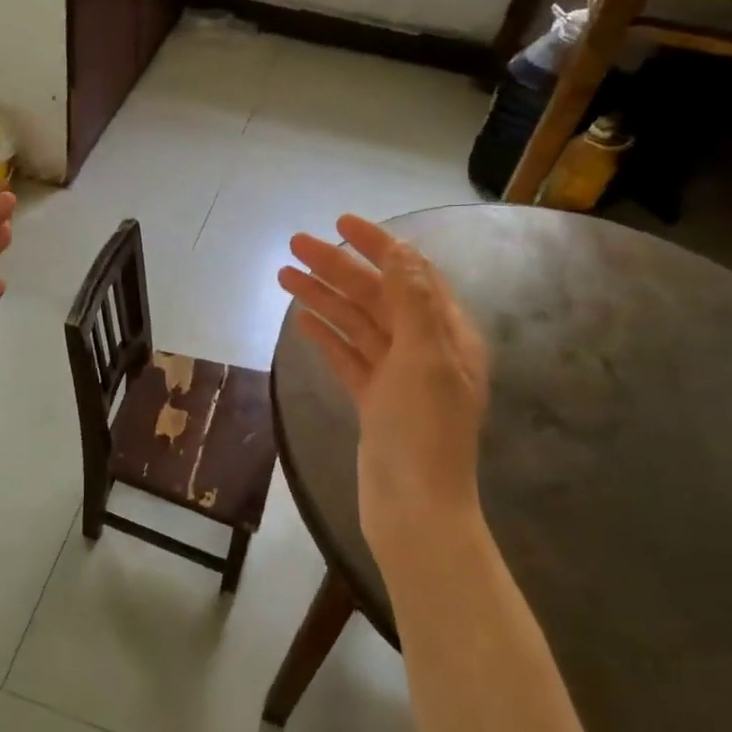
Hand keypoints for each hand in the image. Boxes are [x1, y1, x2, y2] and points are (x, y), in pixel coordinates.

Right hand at [277, 215, 490, 556]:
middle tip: (294, 245)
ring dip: (324, 297)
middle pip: (377, 295)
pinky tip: (302, 319)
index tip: (340, 222)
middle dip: (338, 267)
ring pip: (356, 324)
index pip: (411, 274)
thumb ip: (412, 302)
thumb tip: (400, 251)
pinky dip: (326, 335)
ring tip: (284, 275)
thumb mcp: (425, 358)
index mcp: (446, 334)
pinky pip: (347, 356)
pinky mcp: (373, 400)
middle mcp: (423, 349)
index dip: (378, 245)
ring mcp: (396, 376)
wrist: (415, 509)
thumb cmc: (424, 431)